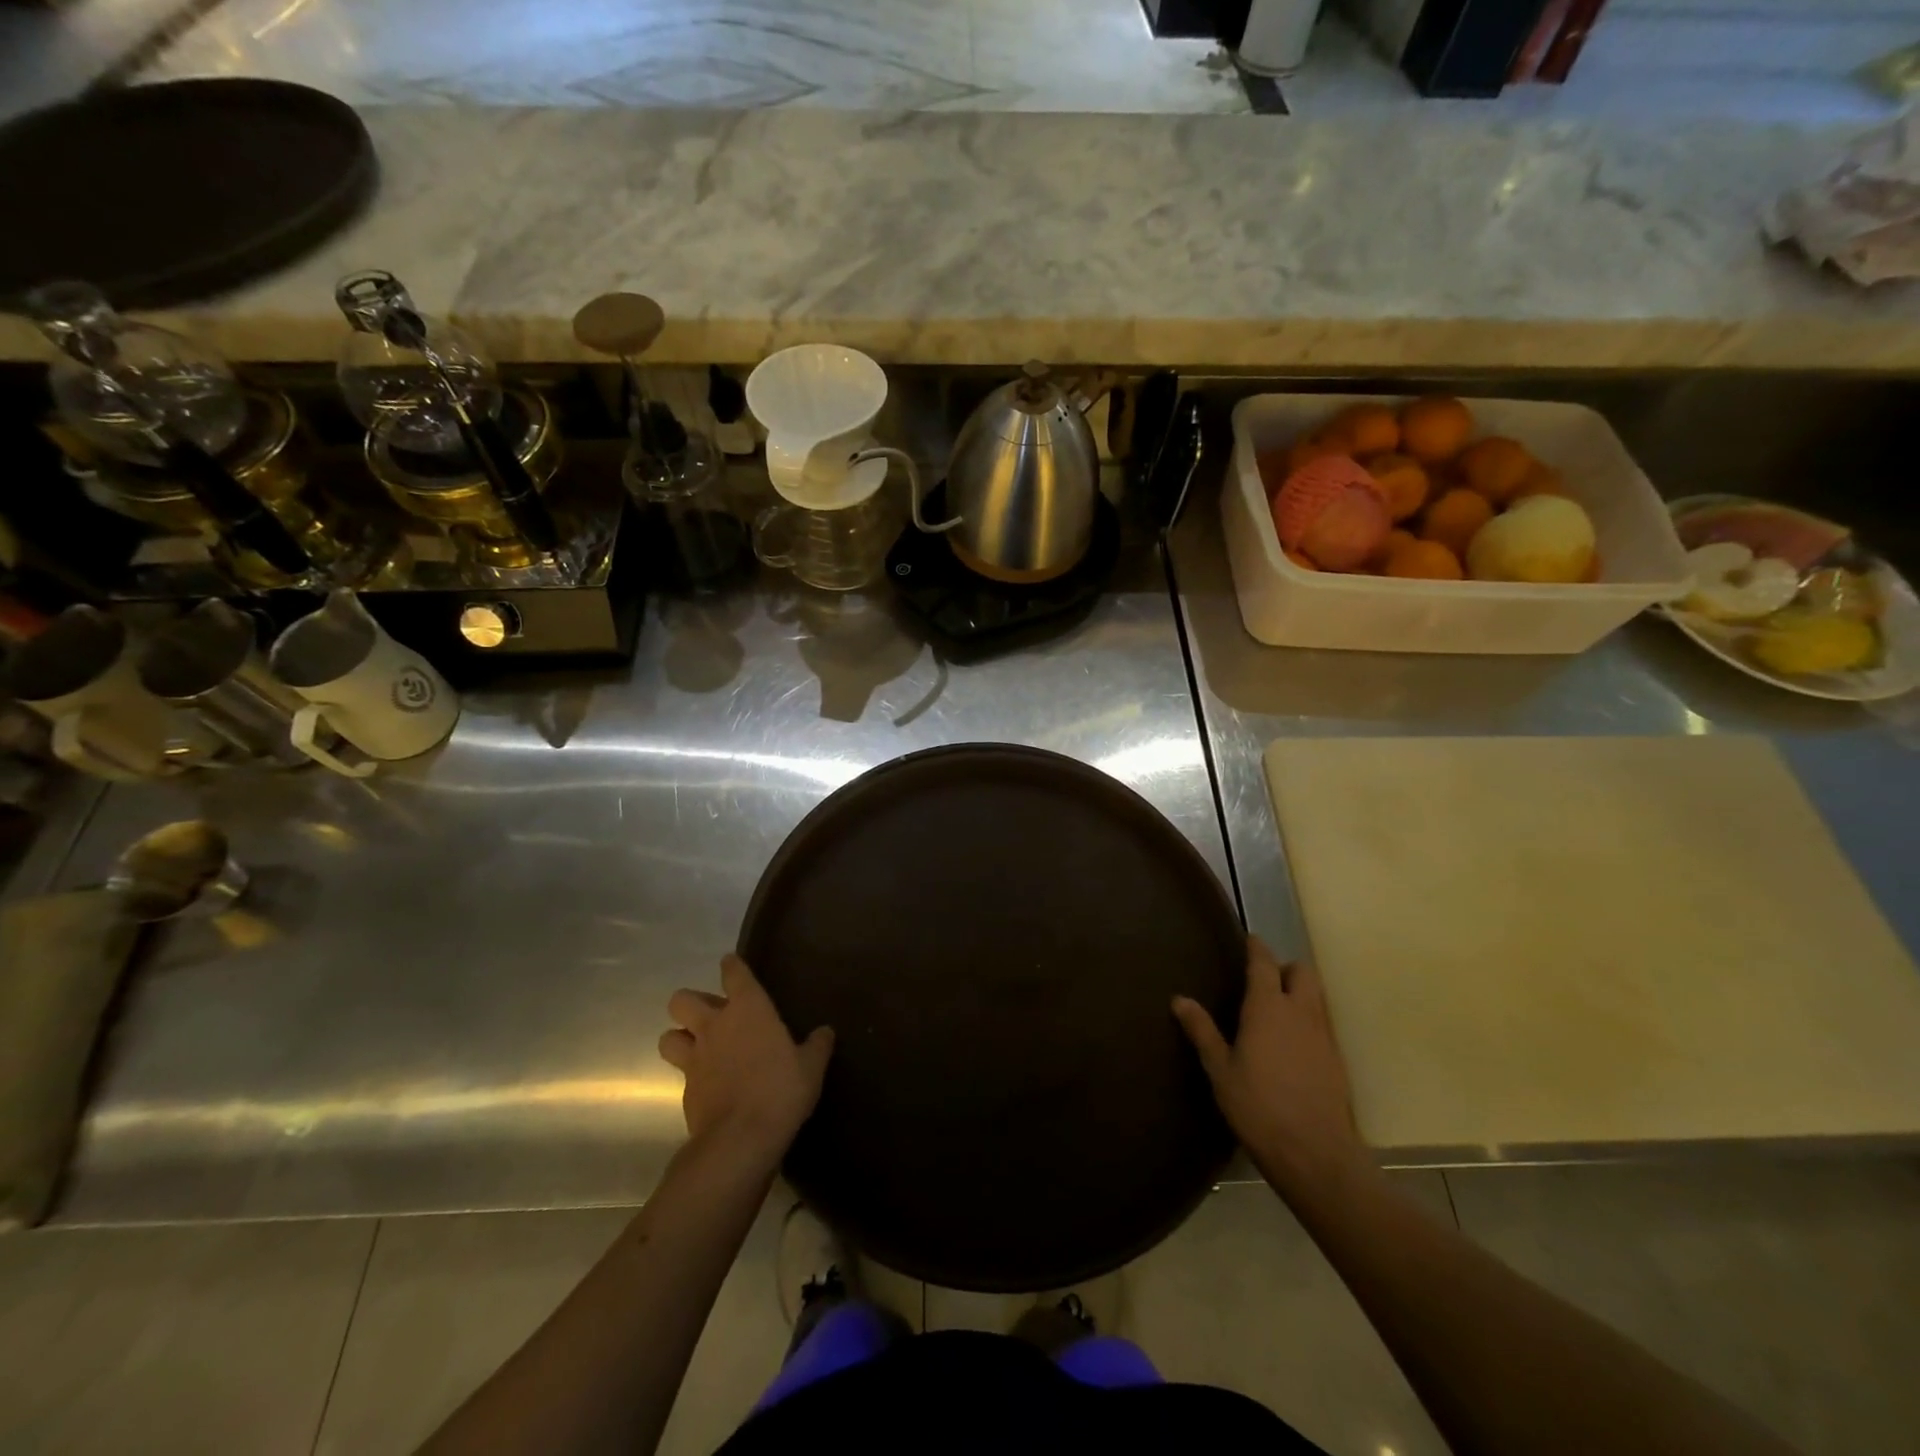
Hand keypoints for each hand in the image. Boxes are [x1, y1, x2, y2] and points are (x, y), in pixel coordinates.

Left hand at [659, 954, 833, 1169]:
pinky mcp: (685, 1090)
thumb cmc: (780, 1090)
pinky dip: (691, 1075)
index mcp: (748, 1009)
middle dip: (691, 1004)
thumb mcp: (811, 1067)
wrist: (741, 1139)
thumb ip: (817, 1046)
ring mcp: (695, 1058)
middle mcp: (715, 1026)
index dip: (732, 966)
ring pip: (668, 1037)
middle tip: (712, 1016)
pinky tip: (708, 1085)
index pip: (733, 973)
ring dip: (679, 1038)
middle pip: (682, 1000)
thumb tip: (825, 1032)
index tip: (732, 965)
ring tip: (698, 1047)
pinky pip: (680, 1073)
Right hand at [1173, 938, 1365, 1196]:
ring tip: (1276, 1009)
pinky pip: (1322, 1023)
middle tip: (1263, 980)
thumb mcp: (1220, 1070)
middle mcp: (1300, 1012)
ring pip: (1316, 996)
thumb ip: (1202, 1031)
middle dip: (1285, 968)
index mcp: (1268, 1008)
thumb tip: (1179, 999)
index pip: (1264, 963)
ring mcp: (1323, 1035)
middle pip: (1302, 972)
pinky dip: (1308, 1020)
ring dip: (1299, 992)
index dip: (1257, 948)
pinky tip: (1292, 1043)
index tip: (1249, 940)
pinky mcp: (1336, 1059)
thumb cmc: (1258, 1107)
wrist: (1315, 1153)